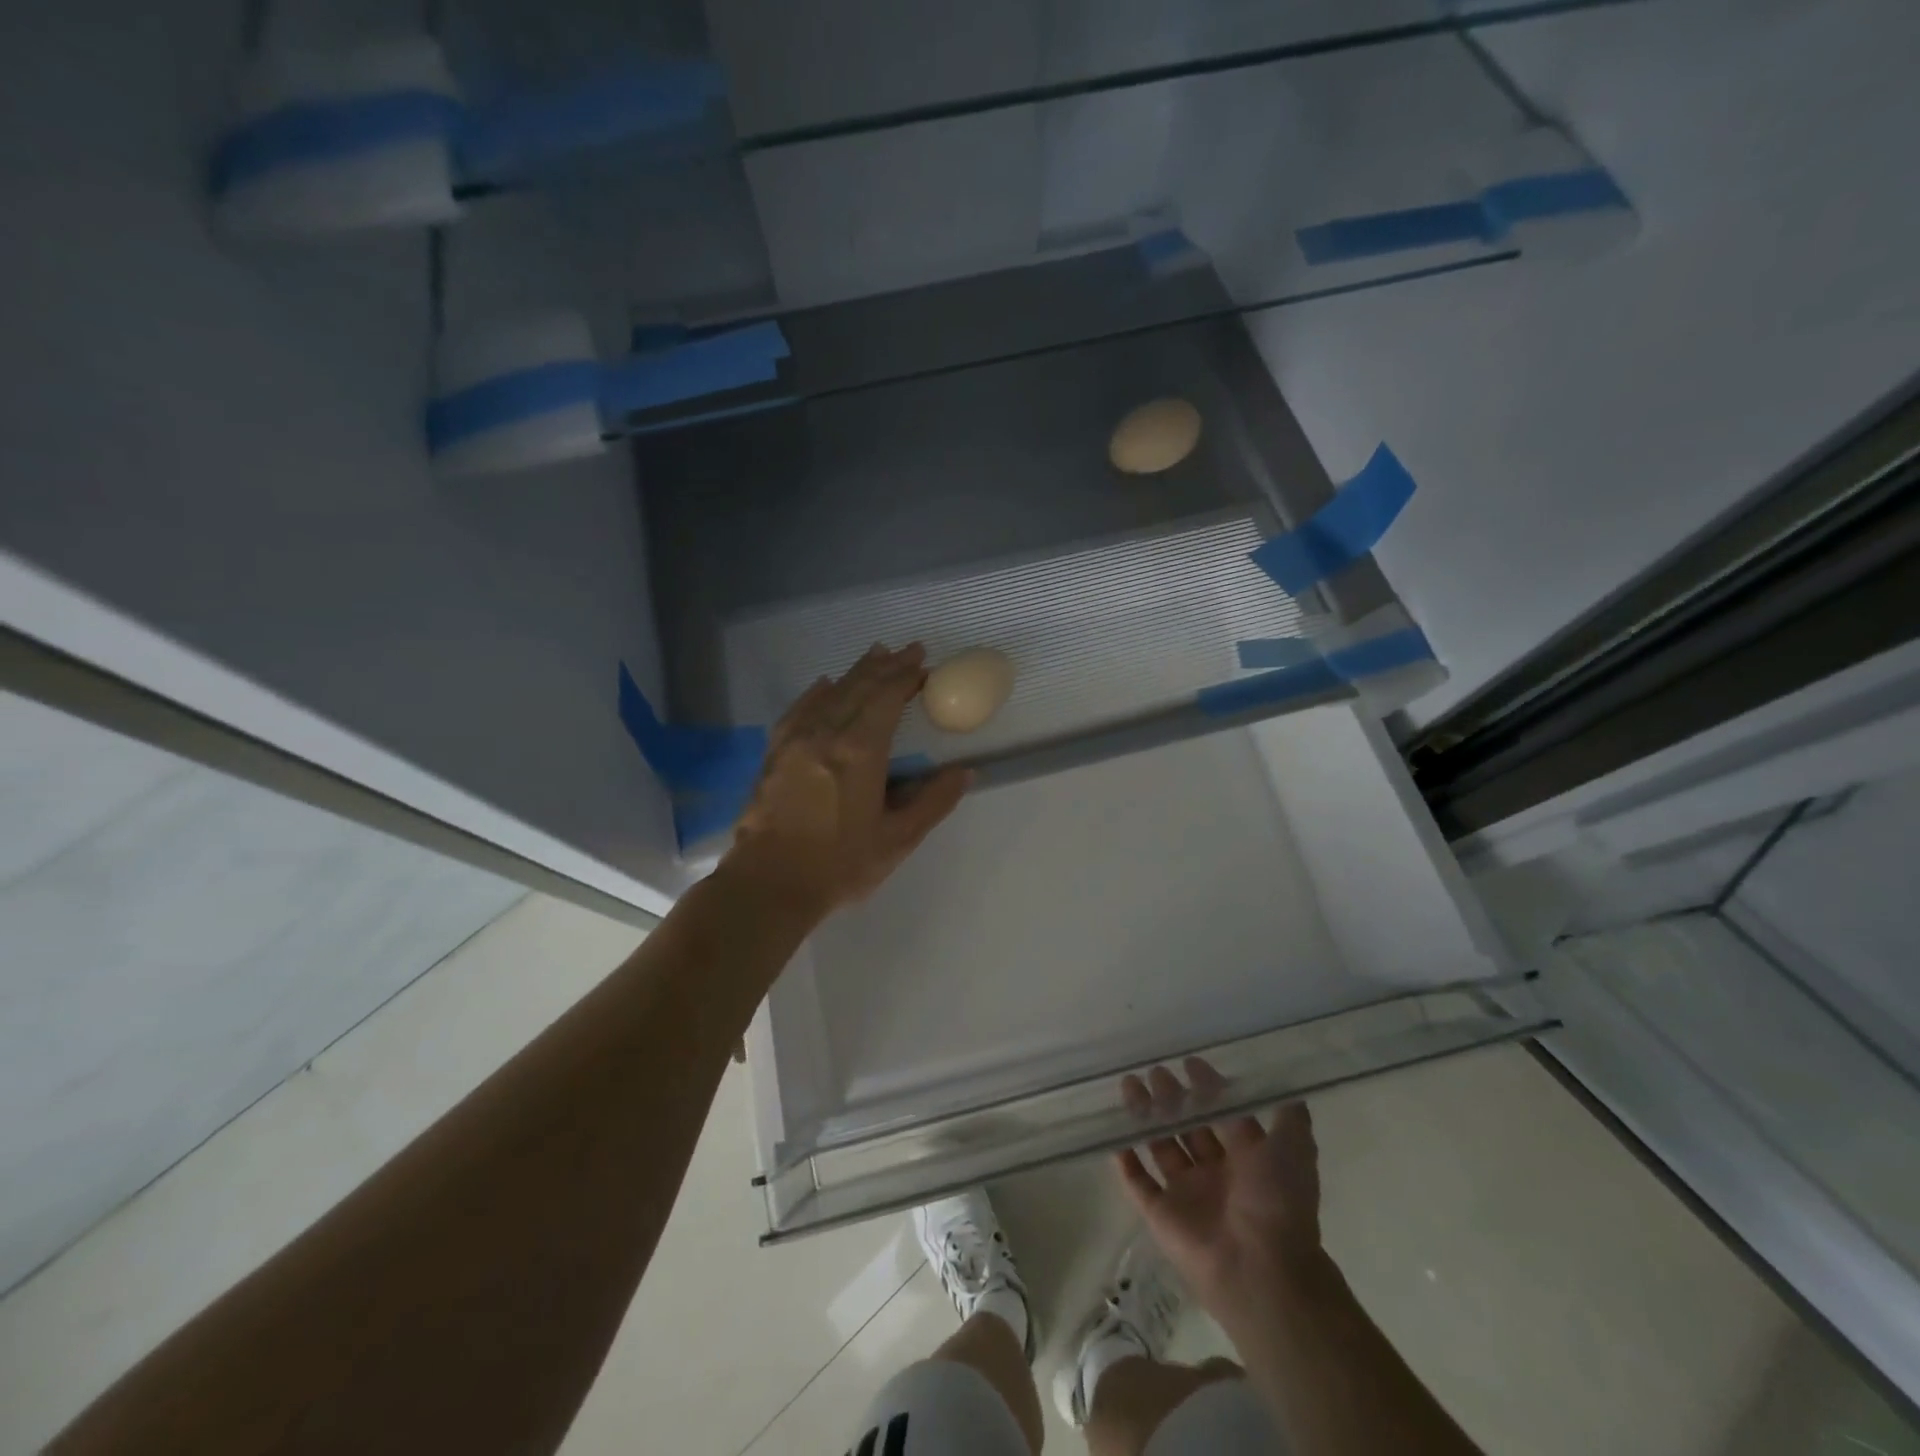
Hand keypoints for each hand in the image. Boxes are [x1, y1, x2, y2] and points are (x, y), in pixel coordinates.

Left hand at [721, 643, 971, 924]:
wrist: (768, 884)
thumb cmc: (839, 864)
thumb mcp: (898, 839)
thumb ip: (933, 802)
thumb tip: (964, 772)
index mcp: (860, 751)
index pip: (886, 698)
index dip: (906, 677)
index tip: (923, 662)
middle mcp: (826, 734)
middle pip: (859, 688)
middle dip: (885, 666)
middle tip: (907, 650)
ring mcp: (795, 741)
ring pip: (830, 694)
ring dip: (855, 673)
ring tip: (874, 654)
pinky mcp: (774, 754)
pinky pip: (798, 710)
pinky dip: (816, 693)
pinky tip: (824, 685)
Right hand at [1115, 1059, 1323, 1318]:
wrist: (1261, 1271)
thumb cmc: (1277, 1202)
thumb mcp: (1294, 1151)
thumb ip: (1290, 1118)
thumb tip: (1287, 1084)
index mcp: (1247, 1160)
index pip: (1223, 1115)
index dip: (1208, 1089)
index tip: (1188, 1062)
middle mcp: (1216, 1174)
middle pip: (1188, 1127)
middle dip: (1172, 1098)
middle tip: (1154, 1070)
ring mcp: (1187, 1195)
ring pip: (1160, 1147)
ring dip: (1145, 1117)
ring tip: (1129, 1085)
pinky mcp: (1161, 1215)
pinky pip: (1138, 1183)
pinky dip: (1125, 1160)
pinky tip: (1112, 1132)